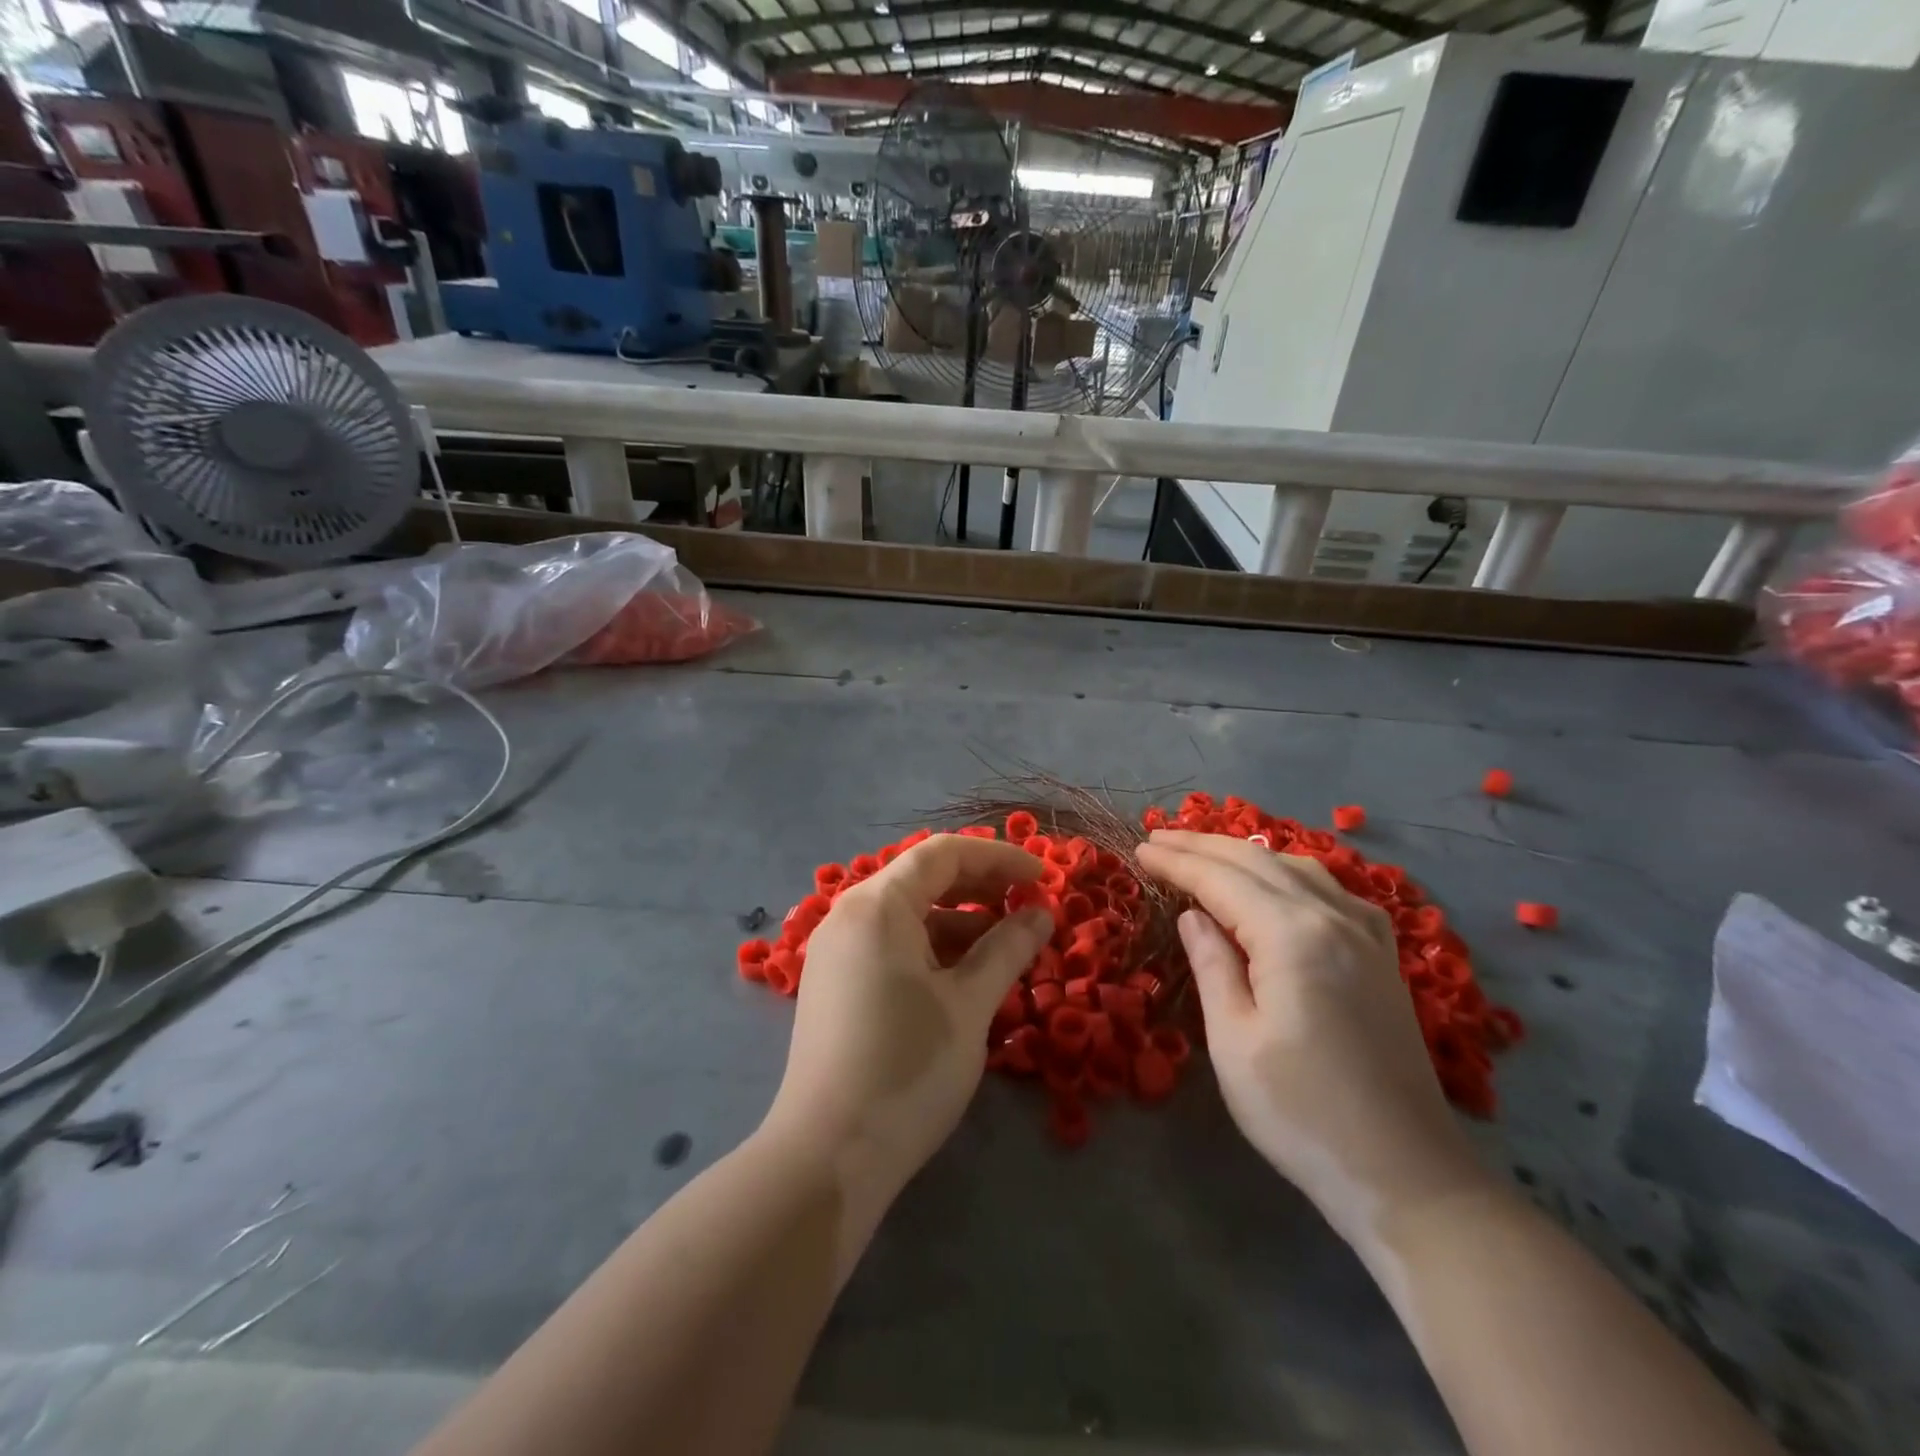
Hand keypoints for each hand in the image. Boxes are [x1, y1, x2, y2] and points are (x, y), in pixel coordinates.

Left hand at [765, 834, 1052, 1194]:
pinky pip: (889, 944)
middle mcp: (849, 915)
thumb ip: (1007, 948)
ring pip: (906, 914)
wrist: (827, 1157)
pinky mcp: (834, 984)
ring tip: (1005, 946)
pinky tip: (963, 975)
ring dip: (958, 921)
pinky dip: (931, 948)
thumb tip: (1041, 912)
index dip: (998, 858)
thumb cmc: (907, 1068)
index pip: (943, 854)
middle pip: (921, 878)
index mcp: (877, 906)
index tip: (1043, 878)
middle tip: (1028, 906)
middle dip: (979, 886)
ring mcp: (836, 951)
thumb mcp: (969, 1005)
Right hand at [1136, 830, 1489, 1246]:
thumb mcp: (1234, 1041)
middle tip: (1158, 837)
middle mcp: (1334, 918)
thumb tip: (1194, 915)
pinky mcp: (1383, 957)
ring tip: (1206, 852)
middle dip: (1203, 845)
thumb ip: (1212, 965)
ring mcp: (1367, 934)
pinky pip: (1329, 889)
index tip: (1139, 848)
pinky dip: (1288, 873)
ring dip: (1245, 853)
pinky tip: (1278, 882)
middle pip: (1259, 861)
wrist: (1406, 1175)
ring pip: (1297, 867)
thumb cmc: (1301, 1112)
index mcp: (1293, 935)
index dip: (1176, 861)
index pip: (1221, 879)